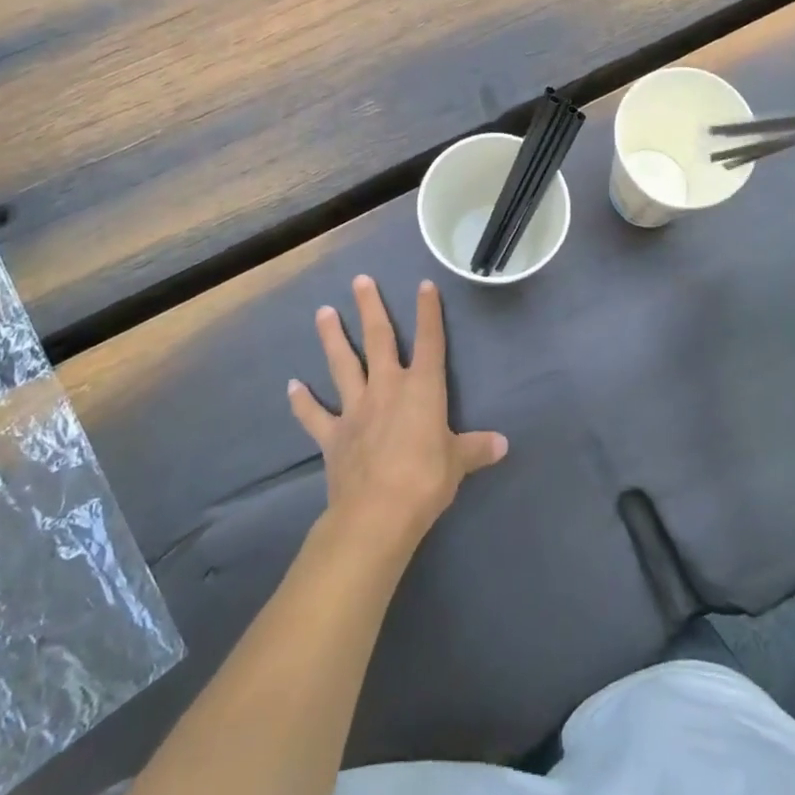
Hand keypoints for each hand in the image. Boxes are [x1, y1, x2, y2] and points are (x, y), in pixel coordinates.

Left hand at [288, 275, 507, 554]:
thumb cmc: (425, 480)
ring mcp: (356, 409)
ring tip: (322, 312)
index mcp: (422, 388)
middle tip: (360, 281)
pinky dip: (302, 402)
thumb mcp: (458, 463)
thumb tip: (503, 444)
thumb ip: (476, 448)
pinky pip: (314, 415)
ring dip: (332, 337)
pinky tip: (291, 386)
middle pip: (378, 339)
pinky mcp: (332, 435)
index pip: (430, 341)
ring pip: (342, 364)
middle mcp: (387, 387)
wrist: (377, 513)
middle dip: (370, 308)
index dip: (428, 312)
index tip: (424, 285)